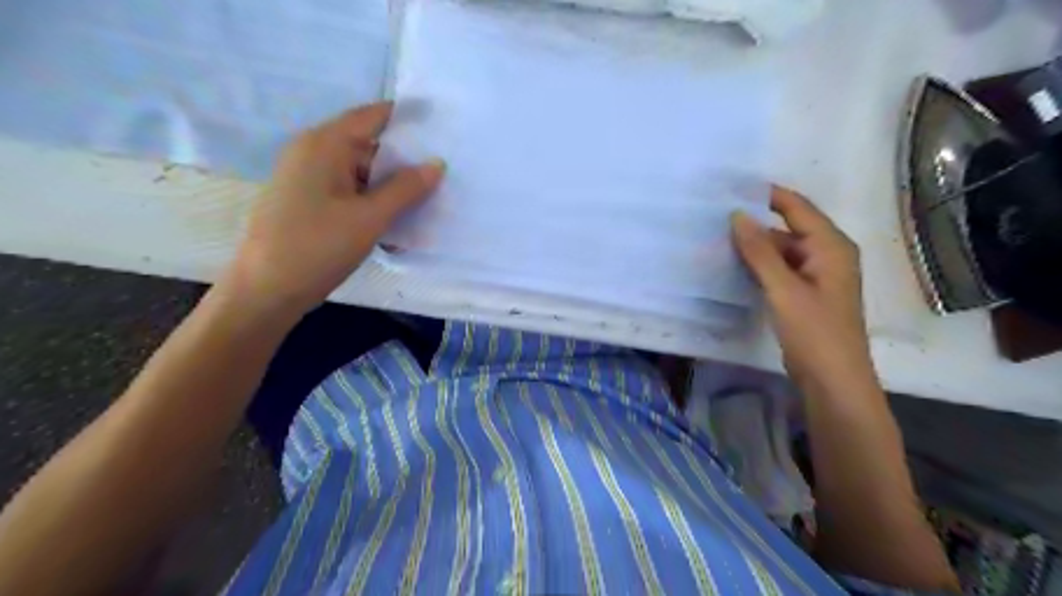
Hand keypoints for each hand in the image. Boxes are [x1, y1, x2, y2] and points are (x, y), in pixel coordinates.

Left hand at [223, 100, 443, 317]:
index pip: (372, 116)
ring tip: (424, 202)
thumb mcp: (370, 218)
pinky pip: (347, 190)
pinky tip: (393, 222)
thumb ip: (406, 189)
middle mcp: (312, 152)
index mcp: (324, 144)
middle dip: (403, 160)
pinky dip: (371, 200)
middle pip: (367, 144)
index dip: (407, 118)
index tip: (440, 127)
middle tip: (440, 173)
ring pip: (359, 171)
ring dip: (389, 186)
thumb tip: (437, 163)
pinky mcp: (307, 200)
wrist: (266, 291)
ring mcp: (307, 177)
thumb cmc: (318, 247)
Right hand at [731, 187, 871, 385]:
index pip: (797, 207)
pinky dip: (760, 267)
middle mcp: (827, 255)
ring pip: (782, 251)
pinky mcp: (806, 295)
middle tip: (716, 221)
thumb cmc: (814, 332)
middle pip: (788, 229)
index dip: (767, 195)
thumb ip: (760, 252)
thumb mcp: (784, 289)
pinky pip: (781, 270)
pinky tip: (736, 268)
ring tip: (719, 243)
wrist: (833, 381)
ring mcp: (817, 276)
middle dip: (755, 225)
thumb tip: (738, 215)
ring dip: (755, 248)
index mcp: (831, 246)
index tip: (732, 188)